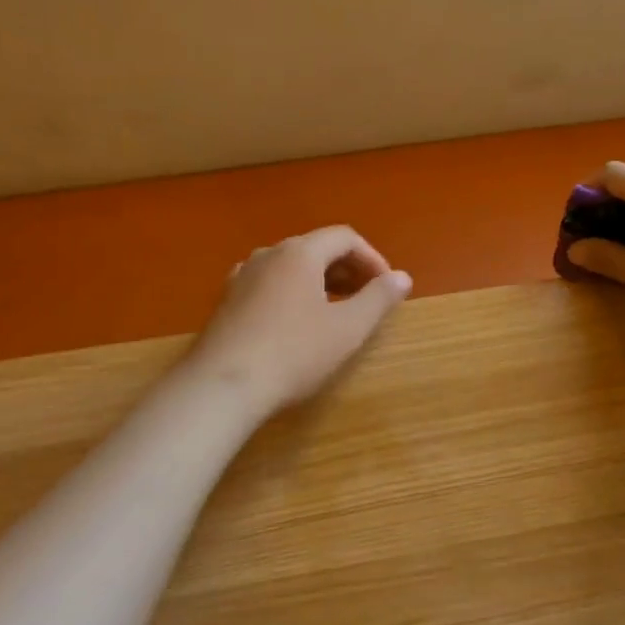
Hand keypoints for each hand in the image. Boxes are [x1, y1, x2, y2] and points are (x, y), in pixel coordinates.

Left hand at [188, 226, 411, 413]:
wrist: (221, 386)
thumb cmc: (293, 353)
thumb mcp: (347, 329)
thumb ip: (378, 298)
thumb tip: (403, 277)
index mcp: (300, 253)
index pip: (344, 237)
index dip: (372, 258)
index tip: (386, 288)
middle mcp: (268, 254)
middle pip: (316, 248)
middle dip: (348, 269)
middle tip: (367, 300)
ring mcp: (242, 276)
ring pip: (291, 266)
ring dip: (320, 281)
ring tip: (336, 310)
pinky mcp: (227, 301)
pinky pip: (270, 284)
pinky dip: (293, 292)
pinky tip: (296, 322)